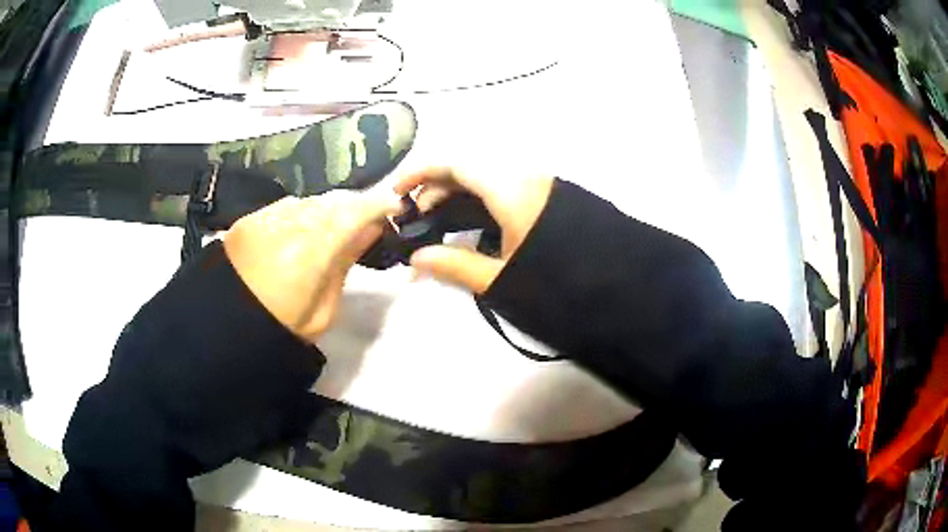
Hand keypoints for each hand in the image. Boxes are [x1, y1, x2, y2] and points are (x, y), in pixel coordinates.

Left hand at [224, 189, 401, 340]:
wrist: (225, 328)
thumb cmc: (281, 329)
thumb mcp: (323, 312)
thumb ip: (344, 265)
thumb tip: (368, 231)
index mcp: (309, 254)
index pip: (352, 213)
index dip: (378, 205)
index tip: (394, 207)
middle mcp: (287, 225)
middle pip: (331, 201)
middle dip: (354, 206)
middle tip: (365, 221)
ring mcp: (265, 218)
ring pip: (309, 200)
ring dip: (326, 209)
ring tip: (332, 227)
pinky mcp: (248, 219)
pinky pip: (286, 205)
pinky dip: (301, 212)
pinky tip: (301, 229)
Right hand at [394, 167, 553, 293]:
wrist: (618, 283)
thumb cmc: (557, 279)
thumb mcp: (502, 276)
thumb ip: (455, 265)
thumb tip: (415, 259)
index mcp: (509, 189)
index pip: (455, 165)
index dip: (421, 173)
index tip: (398, 192)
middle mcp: (523, 178)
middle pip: (469, 172)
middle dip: (437, 191)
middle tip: (417, 220)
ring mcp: (539, 188)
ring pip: (487, 182)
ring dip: (458, 198)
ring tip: (439, 225)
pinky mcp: (549, 201)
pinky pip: (504, 192)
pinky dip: (481, 205)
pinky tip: (474, 229)